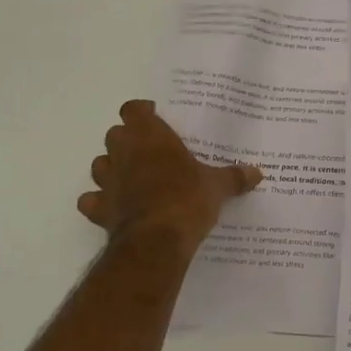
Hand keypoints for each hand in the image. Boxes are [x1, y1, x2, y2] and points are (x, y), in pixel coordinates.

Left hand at [77, 100, 261, 250]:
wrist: (157, 241)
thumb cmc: (187, 199)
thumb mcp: (217, 186)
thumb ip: (234, 177)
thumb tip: (258, 173)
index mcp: (150, 136)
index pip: (133, 109)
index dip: (142, 112)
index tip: (155, 119)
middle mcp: (124, 152)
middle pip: (114, 134)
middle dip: (128, 140)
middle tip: (150, 151)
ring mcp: (108, 181)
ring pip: (99, 164)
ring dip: (111, 167)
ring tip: (131, 177)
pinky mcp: (100, 208)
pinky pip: (91, 200)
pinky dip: (99, 202)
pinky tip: (114, 207)